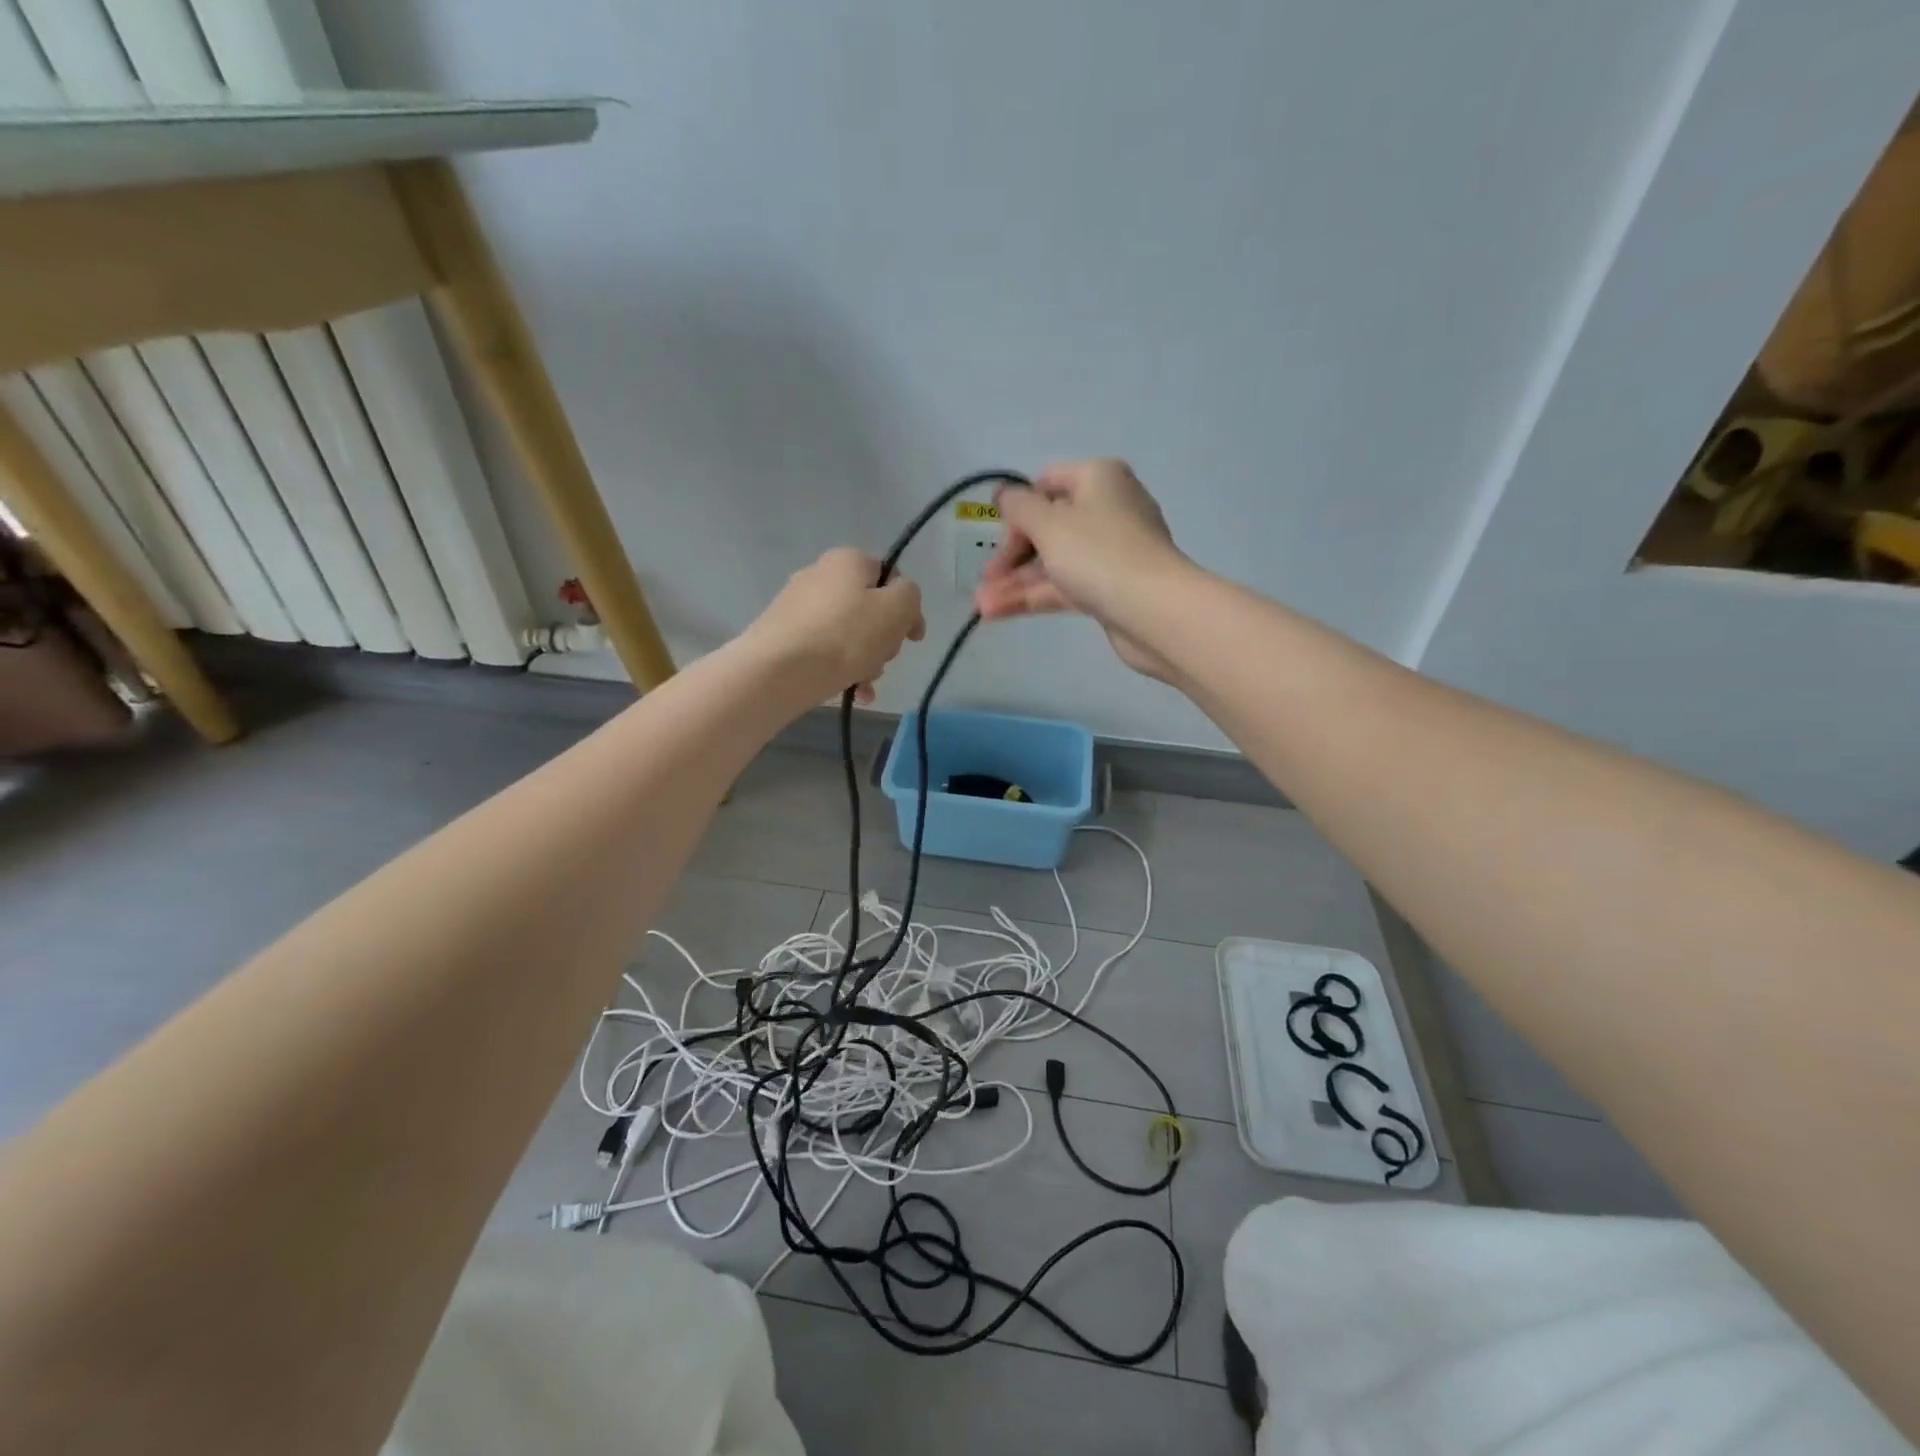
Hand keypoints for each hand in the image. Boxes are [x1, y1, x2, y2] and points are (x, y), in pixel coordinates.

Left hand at [746, 547, 924, 702]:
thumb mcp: (896, 609)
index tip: (914, 639)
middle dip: (884, 639)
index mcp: (848, 560)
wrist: (779, 670)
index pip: (890, 576)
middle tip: (884, 659)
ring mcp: (797, 607)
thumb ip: (910, 596)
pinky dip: (842, 669)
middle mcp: (819, 575)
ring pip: (848, 634)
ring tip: (864, 682)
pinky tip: (852, 693)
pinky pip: (825, 650)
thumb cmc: (846, 635)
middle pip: (869, 608)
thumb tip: (899, 600)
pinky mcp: (784, 636)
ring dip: (866, 659)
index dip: (907, 608)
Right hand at [974, 460, 1188, 678]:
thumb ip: (1018, 507)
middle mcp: (1108, 510)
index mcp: (1099, 479)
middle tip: (986, 578)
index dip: (1018, 506)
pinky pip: (1065, 586)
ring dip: (1016, 581)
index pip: (1048, 483)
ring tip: (980, 604)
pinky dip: (1034, 597)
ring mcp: (1111, 553)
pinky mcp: (1110, 589)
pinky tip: (997, 612)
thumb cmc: (1099, 553)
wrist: (1154, 611)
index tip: (996, 534)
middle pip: (1049, 525)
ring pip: (1054, 561)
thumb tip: (1003, 494)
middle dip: (1012, 554)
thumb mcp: (1049, 523)